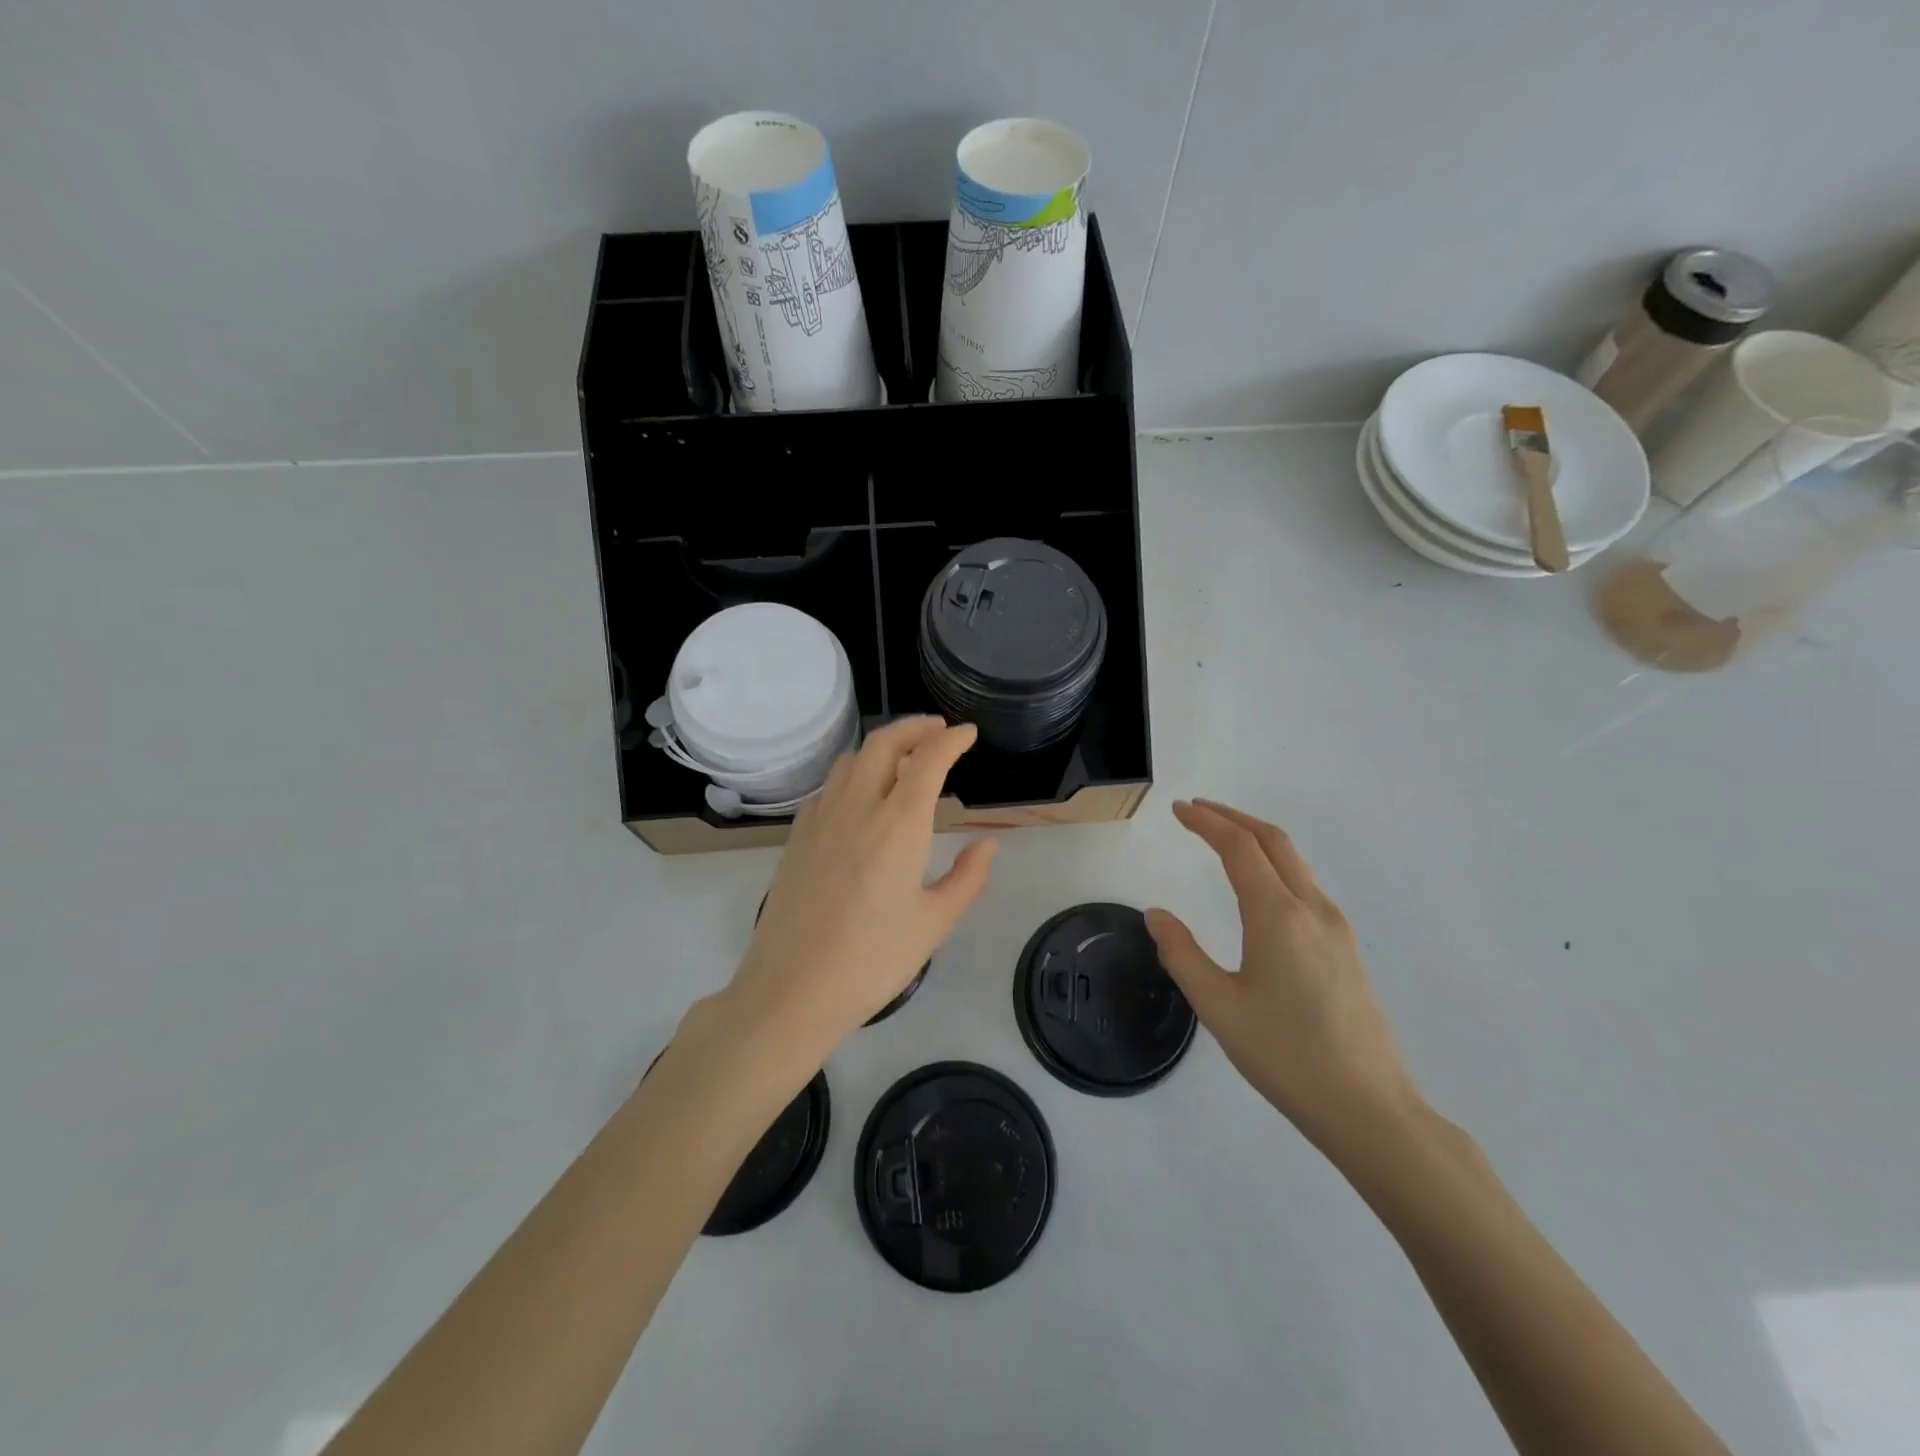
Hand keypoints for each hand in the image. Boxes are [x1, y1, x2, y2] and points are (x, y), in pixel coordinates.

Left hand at [723, 717, 996, 1058]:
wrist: (792, 988)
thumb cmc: (872, 960)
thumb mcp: (934, 923)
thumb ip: (968, 878)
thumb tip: (987, 844)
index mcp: (898, 824)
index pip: (928, 760)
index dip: (952, 740)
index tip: (968, 734)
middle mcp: (857, 807)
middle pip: (884, 743)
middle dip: (914, 728)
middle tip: (937, 731)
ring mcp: (821, 818)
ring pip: (852, 760)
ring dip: (882, 747)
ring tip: (903, 760)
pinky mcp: (797, 836)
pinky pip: (828, 787)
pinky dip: (852, 775)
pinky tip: (860, 798)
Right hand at [1146, 799, 1421, 1153]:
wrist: (1368, 1107)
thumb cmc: (1285, 1056)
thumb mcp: (1218, 1007)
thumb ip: (1182, 953)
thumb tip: (1157, 915)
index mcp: (1278, 916)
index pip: (1239, 847)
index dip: (1206, 822)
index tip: (1178, 810)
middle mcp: (1312, 909)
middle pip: (1273, 840)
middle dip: (1233, 817)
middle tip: (1196, 811)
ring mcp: (1336, 927)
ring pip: (1294, 861)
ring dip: (1255, 839)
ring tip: (1221, 838)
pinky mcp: (1346, 947)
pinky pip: (1305, 884)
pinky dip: (1274, 864)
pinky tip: (1257, 886)